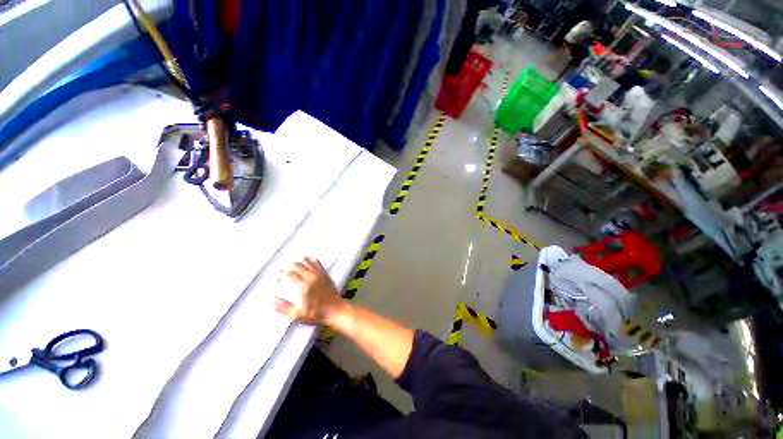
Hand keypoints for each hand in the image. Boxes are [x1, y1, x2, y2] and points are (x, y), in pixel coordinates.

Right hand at [274, 258, 344, 325]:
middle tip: (283, 270)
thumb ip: (284, 308)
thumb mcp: (298, 315)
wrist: (335, 310)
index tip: (278, 278)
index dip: (282, 275)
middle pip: (298, 266)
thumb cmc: (317, 314)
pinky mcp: (325, 274)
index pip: (290, 275)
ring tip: (293, 265)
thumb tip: (272, 301)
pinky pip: (317, 263)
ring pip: (307, 262)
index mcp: (304, 287)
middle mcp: (311, 278)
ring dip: (299, 262)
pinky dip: (311, 260)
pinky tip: (307, 260)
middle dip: (289, 267)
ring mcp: (319, 275)